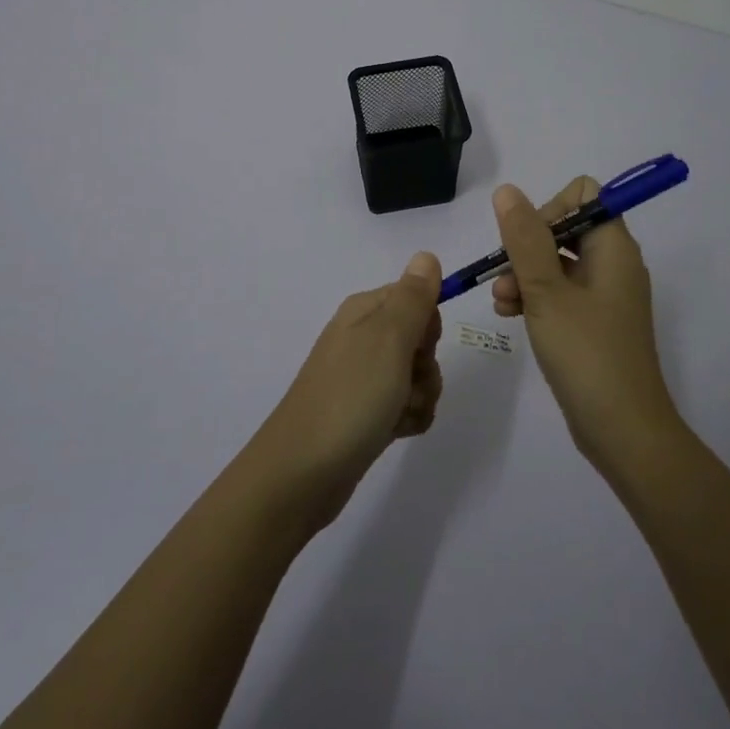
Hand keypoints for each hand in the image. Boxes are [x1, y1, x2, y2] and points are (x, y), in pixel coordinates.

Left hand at [247, 252, 444, 532]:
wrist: (302, 473)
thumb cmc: (350, 397)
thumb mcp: (388, 338)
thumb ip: (413, 297)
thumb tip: (427, 254)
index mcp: (364, 312)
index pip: (416, 298)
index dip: (427, 325)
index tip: (417, 347)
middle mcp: (362, 338)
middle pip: (420, 339)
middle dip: (427, 365)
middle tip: (407, 383)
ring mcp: (362, 378)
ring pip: (418, 376)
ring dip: (421, 397)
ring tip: (398, 414)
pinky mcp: (365, 413)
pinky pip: (406, 406)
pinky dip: (409, 419)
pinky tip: (395, 432)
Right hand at [491, 180, 681, 474]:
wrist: (624, 431)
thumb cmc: (587, 353)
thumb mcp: (547, 291)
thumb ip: (524, 238)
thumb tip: (507, 191)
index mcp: (614, 247)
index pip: (584, 196)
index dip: (550, 208)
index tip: (527, 240)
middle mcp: (613, 264)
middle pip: (565, 228)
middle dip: (527, 246)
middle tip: (505, 273)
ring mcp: (604, 295)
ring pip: (556, 262)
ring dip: (523, 273)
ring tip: (501, 301)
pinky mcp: (594, 322)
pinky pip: (560, 292)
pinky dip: (534, 296)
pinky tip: (509, 314)